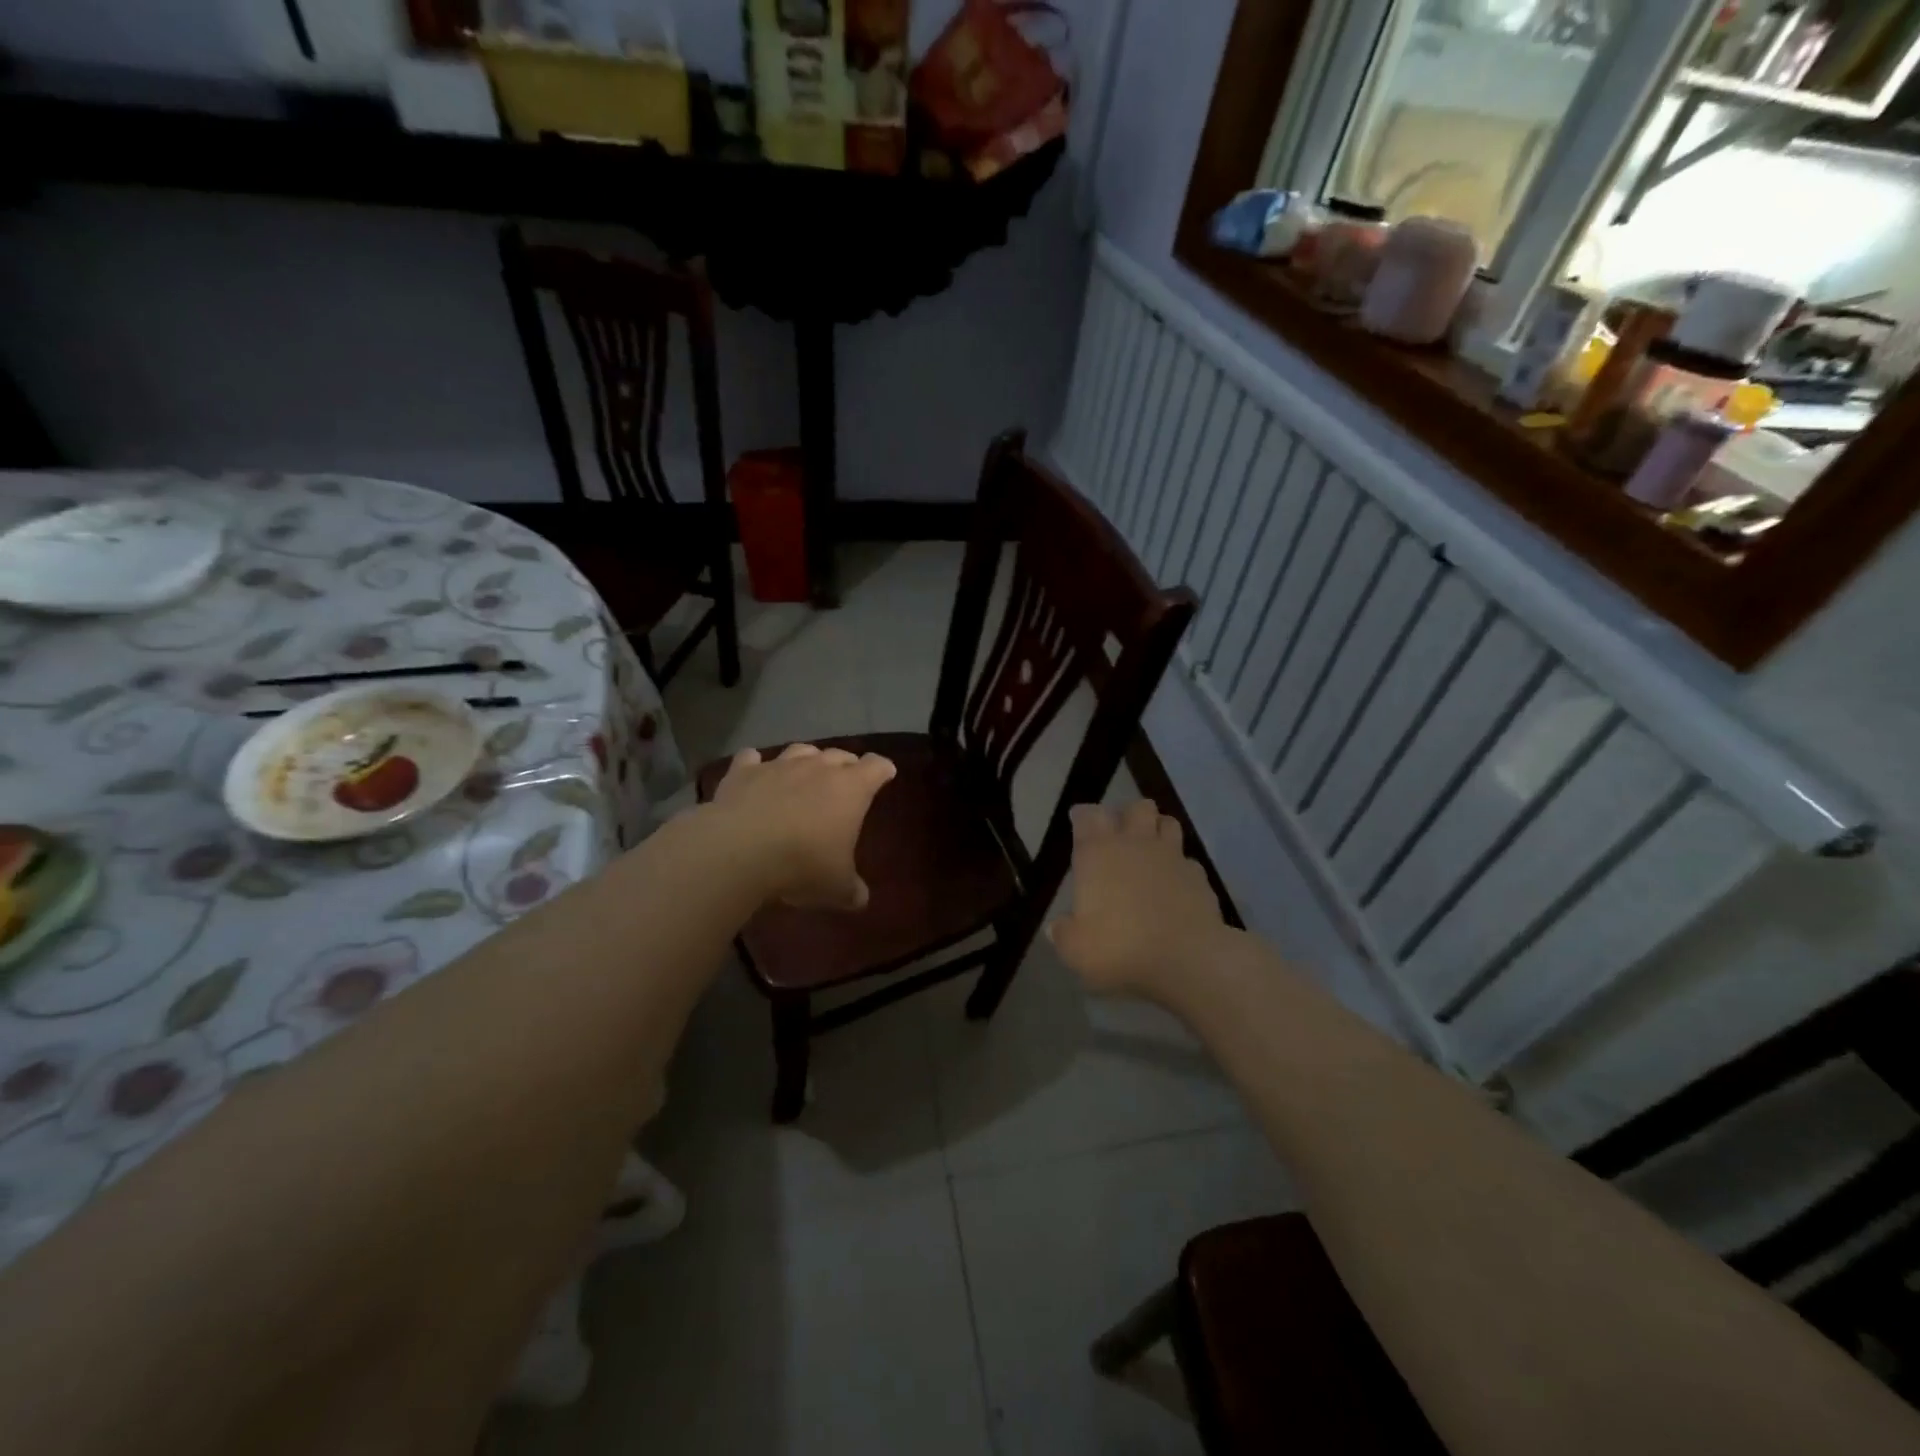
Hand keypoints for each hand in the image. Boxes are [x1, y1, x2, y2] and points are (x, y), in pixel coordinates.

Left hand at [709, 743, 895, 909]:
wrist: (739, 851)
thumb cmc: (802, 864)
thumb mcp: (836, 887)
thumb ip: (851, 890)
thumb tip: (860, 899)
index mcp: (851, 789)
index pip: (877, 767)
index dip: (883, 770)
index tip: (885, 774)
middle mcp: (818, 767)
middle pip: (840, 754)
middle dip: (846, 764)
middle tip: (846, 780)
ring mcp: (779, 765)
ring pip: (800, 750)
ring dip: (807, 759)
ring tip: (805, 772)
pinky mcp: (743, 772)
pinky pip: (751, 758)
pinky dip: (755, 763)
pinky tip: (754, 770)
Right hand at [1048, 800, 1233, 1000]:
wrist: (1187, 960)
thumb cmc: (1120, 948)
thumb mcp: (1075, 949)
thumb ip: (1063, 933)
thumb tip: (1058, 927)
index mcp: (1098, 853)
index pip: (1087, 815)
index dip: (1082, 815)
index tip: (1078, 821)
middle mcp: (1135, 844)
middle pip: (1136, 807)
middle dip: (1127, 814)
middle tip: (1119, 834)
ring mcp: (1172, 857)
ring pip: (1168, 823)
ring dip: (1158, 830)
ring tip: (1150, 849)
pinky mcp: (1199, 877)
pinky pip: (1188, 860)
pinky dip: (1180, 867)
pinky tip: (1175, 884)